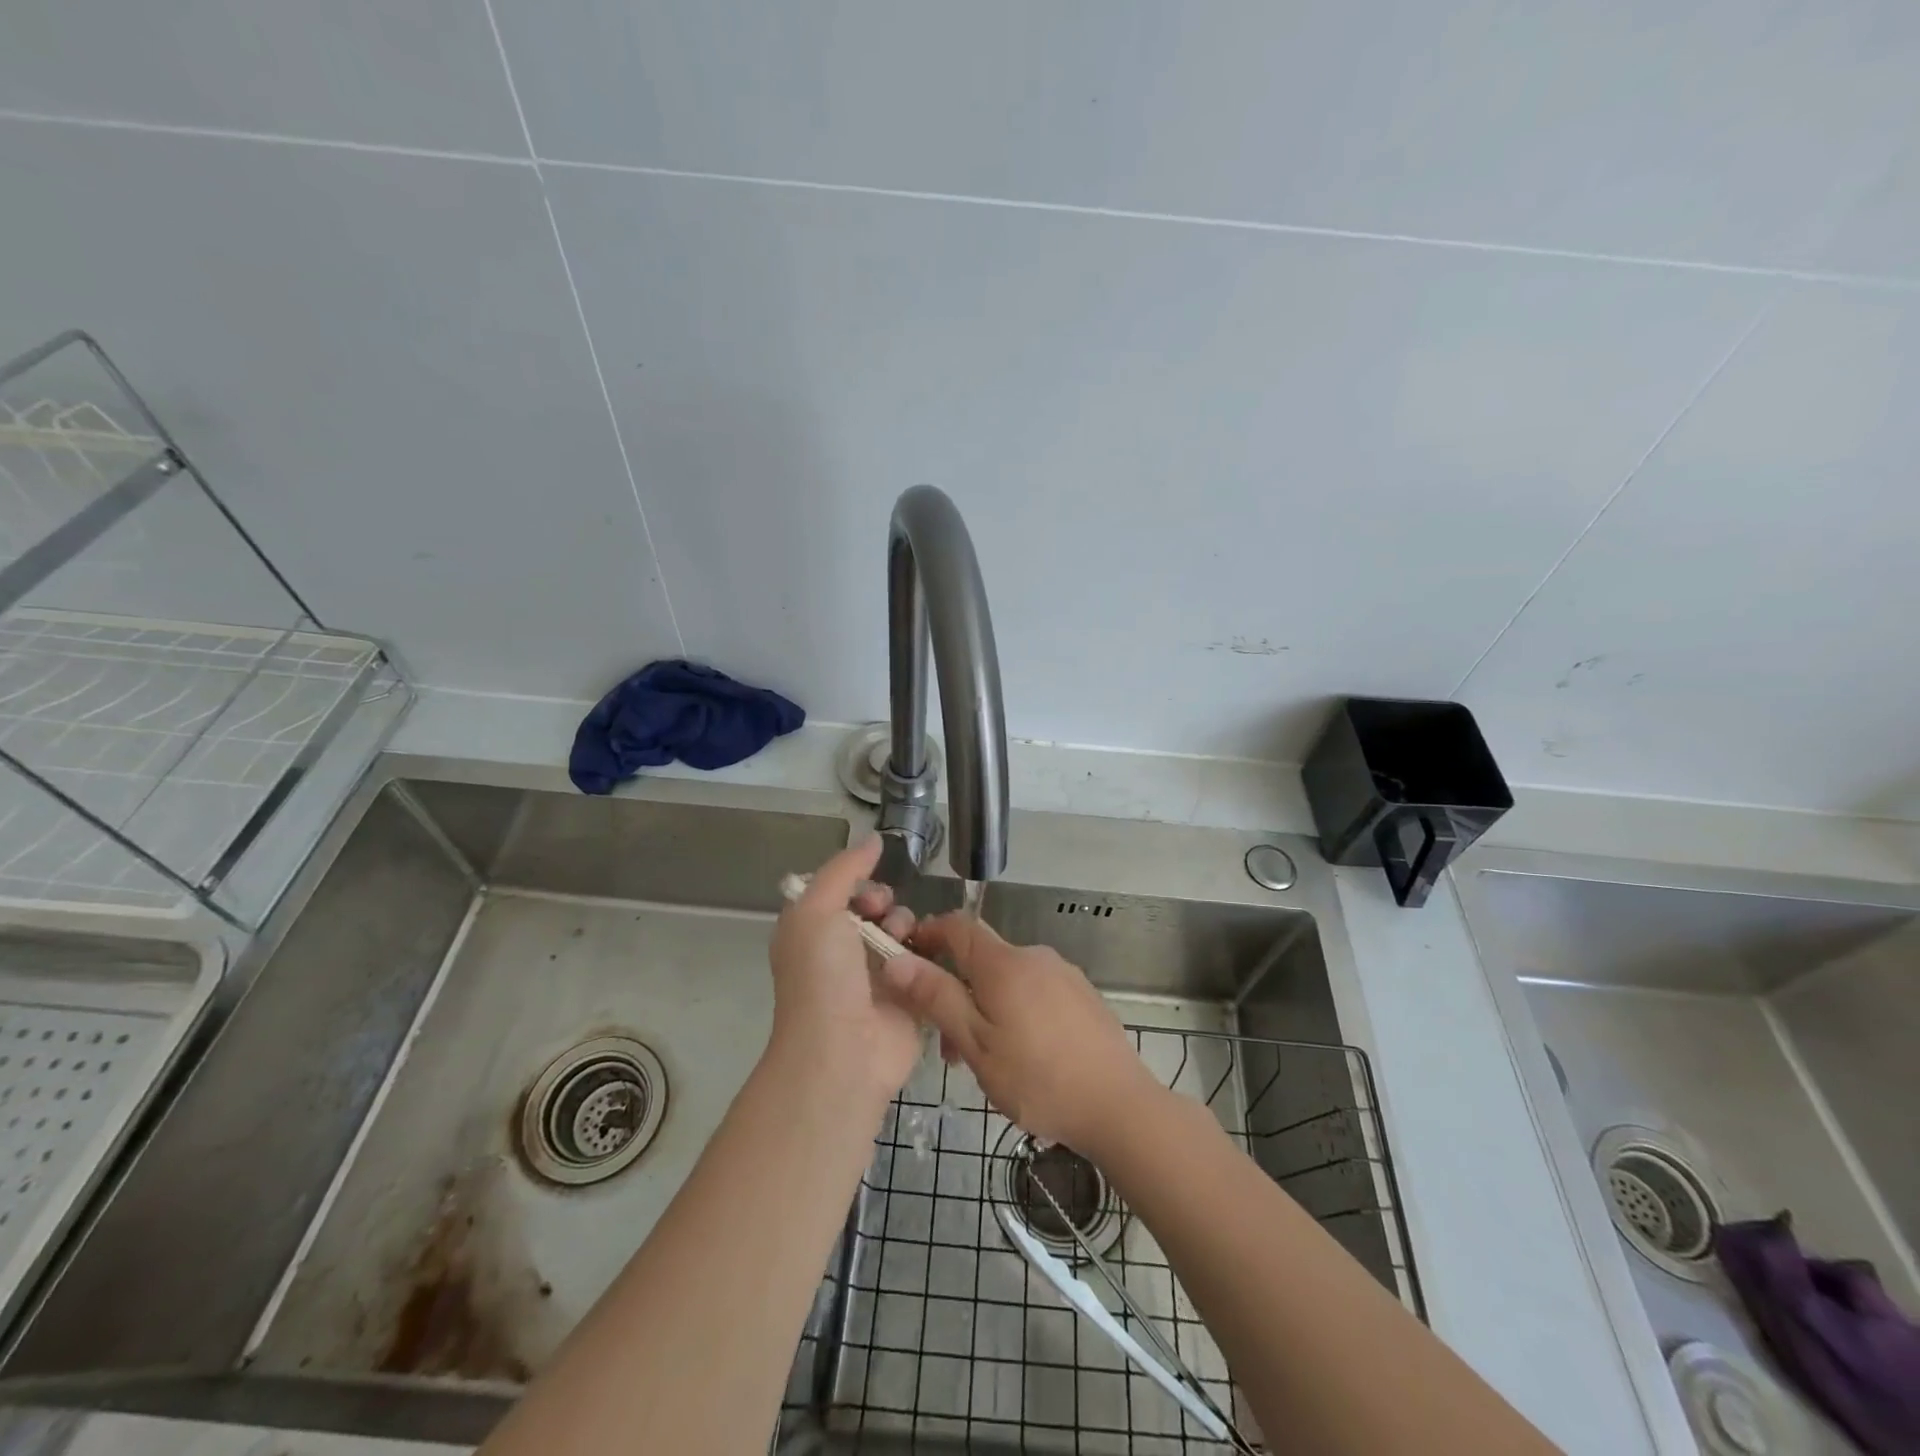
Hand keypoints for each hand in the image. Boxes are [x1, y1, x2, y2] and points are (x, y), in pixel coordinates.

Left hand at [767, 837, 922, 1103]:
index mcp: (815, 934)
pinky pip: (925, 961)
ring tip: (905, 942)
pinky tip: (929, 957)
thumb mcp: (816, 910)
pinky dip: (929, 954)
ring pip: (904, 932)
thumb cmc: (822, 977)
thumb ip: (843, 869)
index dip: (860, 884)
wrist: (843, 1051)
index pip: (844, 892)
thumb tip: (873, 838)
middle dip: (886, 904)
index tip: (869, 894)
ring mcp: (877, 978)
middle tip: (885, 917)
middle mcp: (844, 954)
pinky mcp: (909, 997)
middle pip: (877, 908)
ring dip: (907, 928)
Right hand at [880, 912, 1161, 1155]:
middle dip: (957, 990)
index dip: (928, 934)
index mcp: (1004, 963)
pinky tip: (1024, 1056)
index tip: (907, 959)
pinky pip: (1036, 991)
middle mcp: (1035, 956)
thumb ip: (937, 998)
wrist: (1120, 1106)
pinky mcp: (1083, 995)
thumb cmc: (1038, 1078)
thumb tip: (896, 959)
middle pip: (982, 959)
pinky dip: (1016, 1011)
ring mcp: (1064, 974)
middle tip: (949, 1047)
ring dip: (986, 1007)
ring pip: (1009, 979)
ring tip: (986, 1062)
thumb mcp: (976, 1044)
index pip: (957, 925)